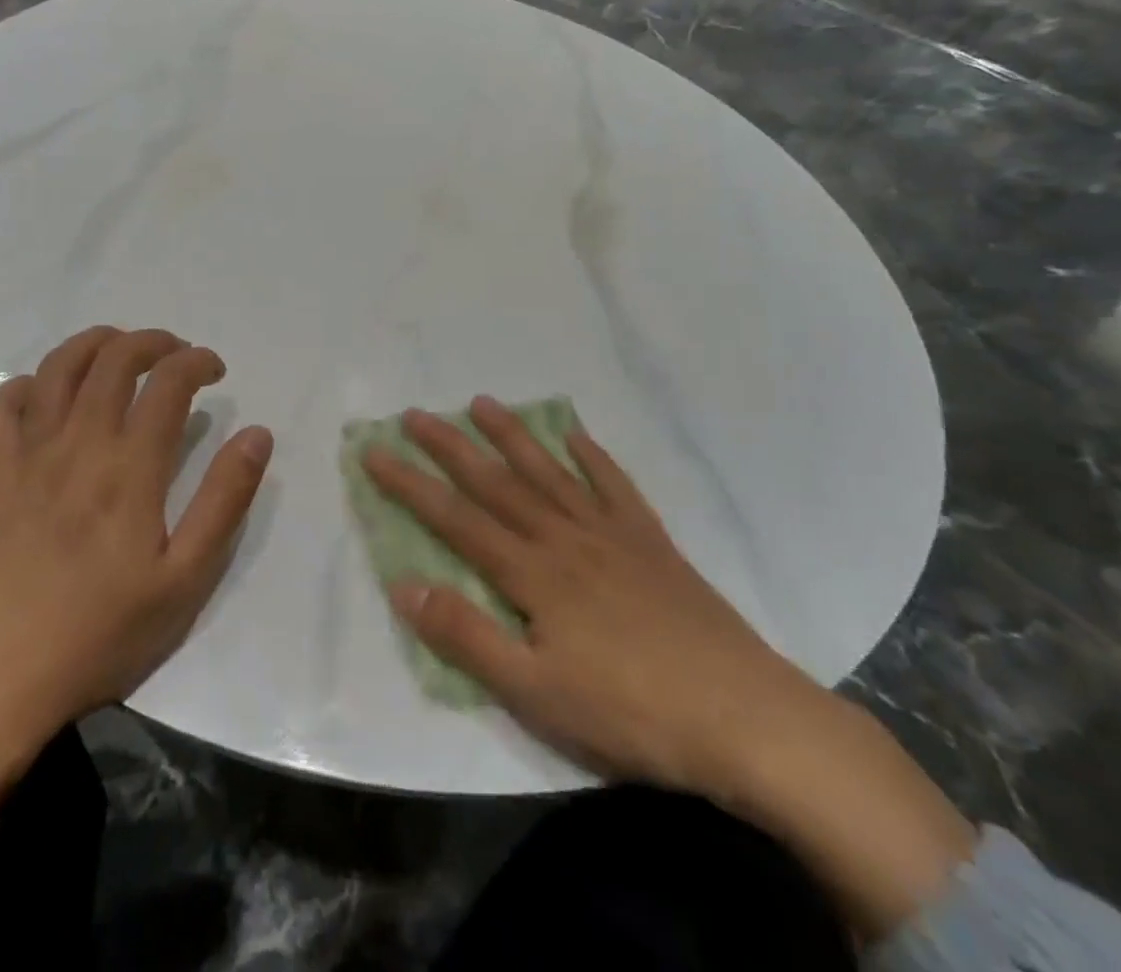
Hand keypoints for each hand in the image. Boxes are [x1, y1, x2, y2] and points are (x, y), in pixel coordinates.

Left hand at [0, 326, 273, 814]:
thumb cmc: (99, 636)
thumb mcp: (184, 581)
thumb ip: (224, 501)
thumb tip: (257, 434)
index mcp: (129, 469)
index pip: (169, 383)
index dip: (197, 361)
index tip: (215, 370)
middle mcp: (77, 445)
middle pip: (114, 360)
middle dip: (152, 341)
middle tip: (175, 353)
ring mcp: (25, 456)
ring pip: (57, 369)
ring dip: (93, 344)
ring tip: (118, 348)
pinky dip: (25, 385)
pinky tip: (44, 394)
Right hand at [363, 396, 807, 794]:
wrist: (745, 718)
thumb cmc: (631, 712)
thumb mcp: (535, 692)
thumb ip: (467, 635)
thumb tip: (403, 584)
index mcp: (533, 573)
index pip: (455, 519)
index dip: (410, 485)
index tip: (375, 452)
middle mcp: (564, 537)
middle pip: (496, 482)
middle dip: (450, 446)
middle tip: (416, 413)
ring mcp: (611, 534)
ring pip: (549, 471)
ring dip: (512, 435)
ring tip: (482, 402)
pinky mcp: (651, 542)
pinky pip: (614, 486)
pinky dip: (592, 456)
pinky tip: (576, 435)